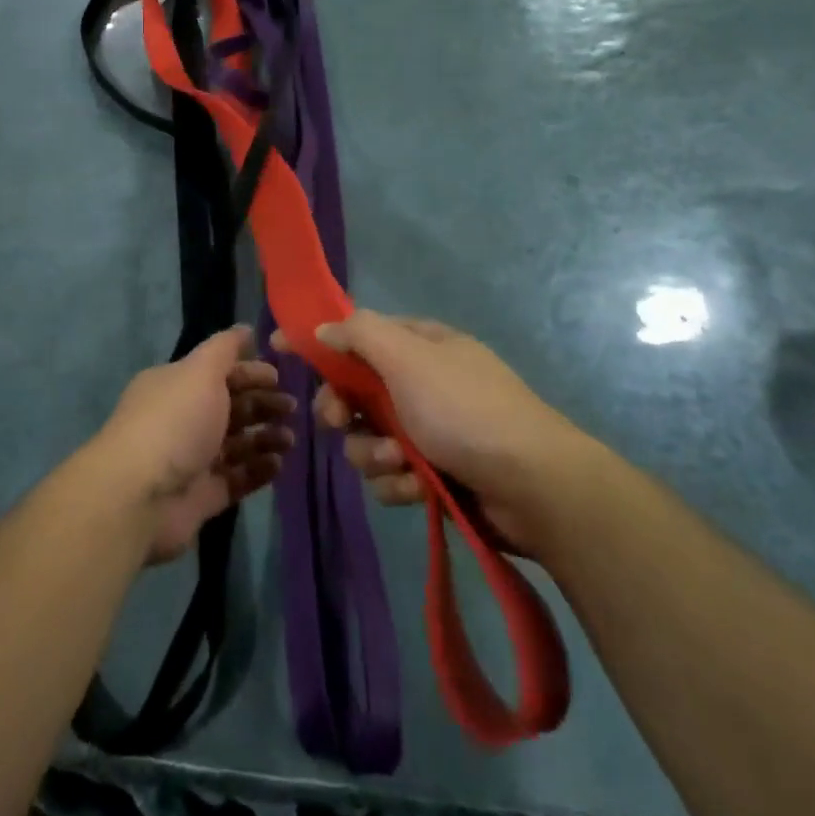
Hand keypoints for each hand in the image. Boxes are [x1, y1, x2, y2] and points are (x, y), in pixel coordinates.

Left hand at [95, 326, 294, 564]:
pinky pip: (237, 478)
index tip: (280, 377)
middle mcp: (182, 419)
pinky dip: (258, 470)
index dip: (250, 372)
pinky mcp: (202, 496)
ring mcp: (192, 459)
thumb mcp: (200, 372)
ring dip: (265, 438)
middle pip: (230, 407)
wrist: (139, 496)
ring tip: (291, 439)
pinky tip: (279, 464)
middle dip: (262, 405)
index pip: (219, 372)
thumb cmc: (174, 422)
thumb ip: (225, 349)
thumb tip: (246, 329)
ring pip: (237, 444)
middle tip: (292, 409)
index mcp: (176, 385)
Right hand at [300, 312, 593, 558]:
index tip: (280, 350)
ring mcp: (433, 428)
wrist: (534, 486)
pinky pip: (393, 473)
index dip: (320, 341)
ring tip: (398, 464)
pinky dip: (399, 481)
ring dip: (373, 452)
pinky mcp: (438, 473)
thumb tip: (324, 327)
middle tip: (336, 421)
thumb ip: (360, 335)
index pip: (358, 334)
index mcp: (422, 345)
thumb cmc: (464, 410)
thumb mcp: (409, 358)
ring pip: (369, 436)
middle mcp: (425, 382)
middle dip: (343, 409)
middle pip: (357, 390)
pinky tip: (417, 488)